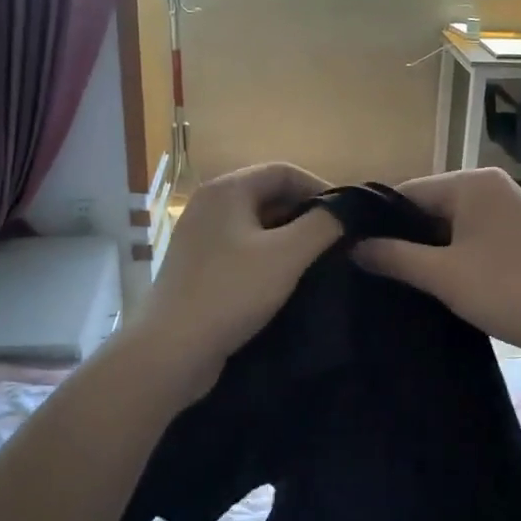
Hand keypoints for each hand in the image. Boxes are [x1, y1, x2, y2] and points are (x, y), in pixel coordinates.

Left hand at [130, 163, 341, 392]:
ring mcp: (200, 237)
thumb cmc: (232, 292)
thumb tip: (346, 209)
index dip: (321, 188)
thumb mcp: (287, 255)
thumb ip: (323, 225)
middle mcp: (209, 205)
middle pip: (268, 195)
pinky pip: (241, 249)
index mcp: (227, 190)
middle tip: (337, 242)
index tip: (348, 218)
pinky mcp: (197, 266)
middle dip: (305, 215)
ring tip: (318, 263)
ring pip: (255, 225)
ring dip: (288, 238)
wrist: (172, 349)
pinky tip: (285, 281)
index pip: (284, 171)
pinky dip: (267, 257)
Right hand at [352, 167, 520, 375]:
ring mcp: (510, 209)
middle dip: (404, 239)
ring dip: (428, 251)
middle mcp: (491, 185)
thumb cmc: (510, 291)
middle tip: (372, 272)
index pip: (406, 193)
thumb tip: (353, 247)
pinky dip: (454, 256)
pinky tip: (438, 282)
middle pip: (429, 207)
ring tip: (399, 280)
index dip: (378, 223)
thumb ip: (394, 257)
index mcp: (472, 182)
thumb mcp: (443, 276)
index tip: (352, 253)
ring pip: (450, 225)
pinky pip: (473, 237)